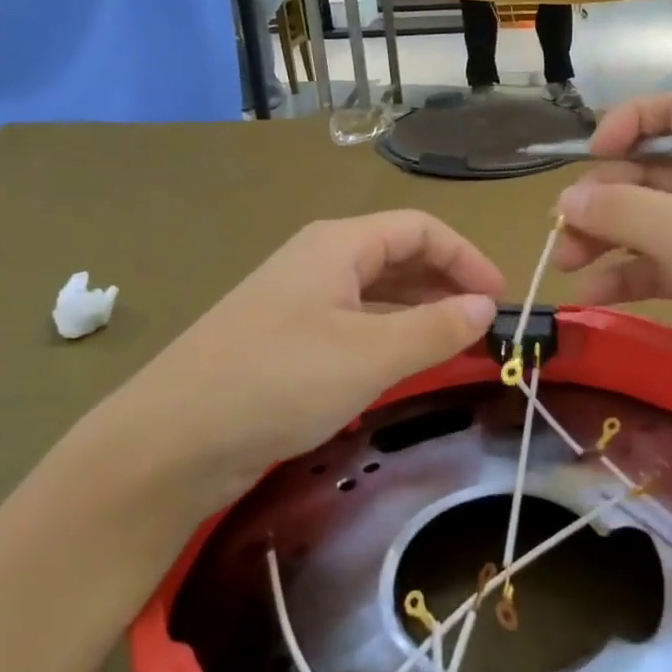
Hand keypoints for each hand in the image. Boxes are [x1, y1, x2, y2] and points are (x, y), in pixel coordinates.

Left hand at [73, 212, 503, 516]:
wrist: (170, 441)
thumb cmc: (278, 382)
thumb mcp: (369, 355)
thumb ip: (435, 328)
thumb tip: (485, 308)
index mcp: (338, 245)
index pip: (420, 229)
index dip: (467, 258)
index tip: (502, 300)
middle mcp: (318, 263)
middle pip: (398, 256)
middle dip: (448, 284)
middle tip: (486, 326)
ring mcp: (298, 303)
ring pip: (376, 293)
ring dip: (421, 313)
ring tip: (459, 346)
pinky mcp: (285, 342)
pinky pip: (353, 325)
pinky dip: (389, 337)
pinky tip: (405, 364)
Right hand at [552, 93, 671, 442]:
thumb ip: (621, 210)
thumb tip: (565, 200)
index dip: (627, 123)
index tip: (590, 155)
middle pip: (649, 172)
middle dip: (603, 198)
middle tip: (561, 231)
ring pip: (649, 222)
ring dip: (606, 238)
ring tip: (566, 263)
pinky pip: (659, 264)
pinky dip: (627, 274)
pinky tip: (594, 293)